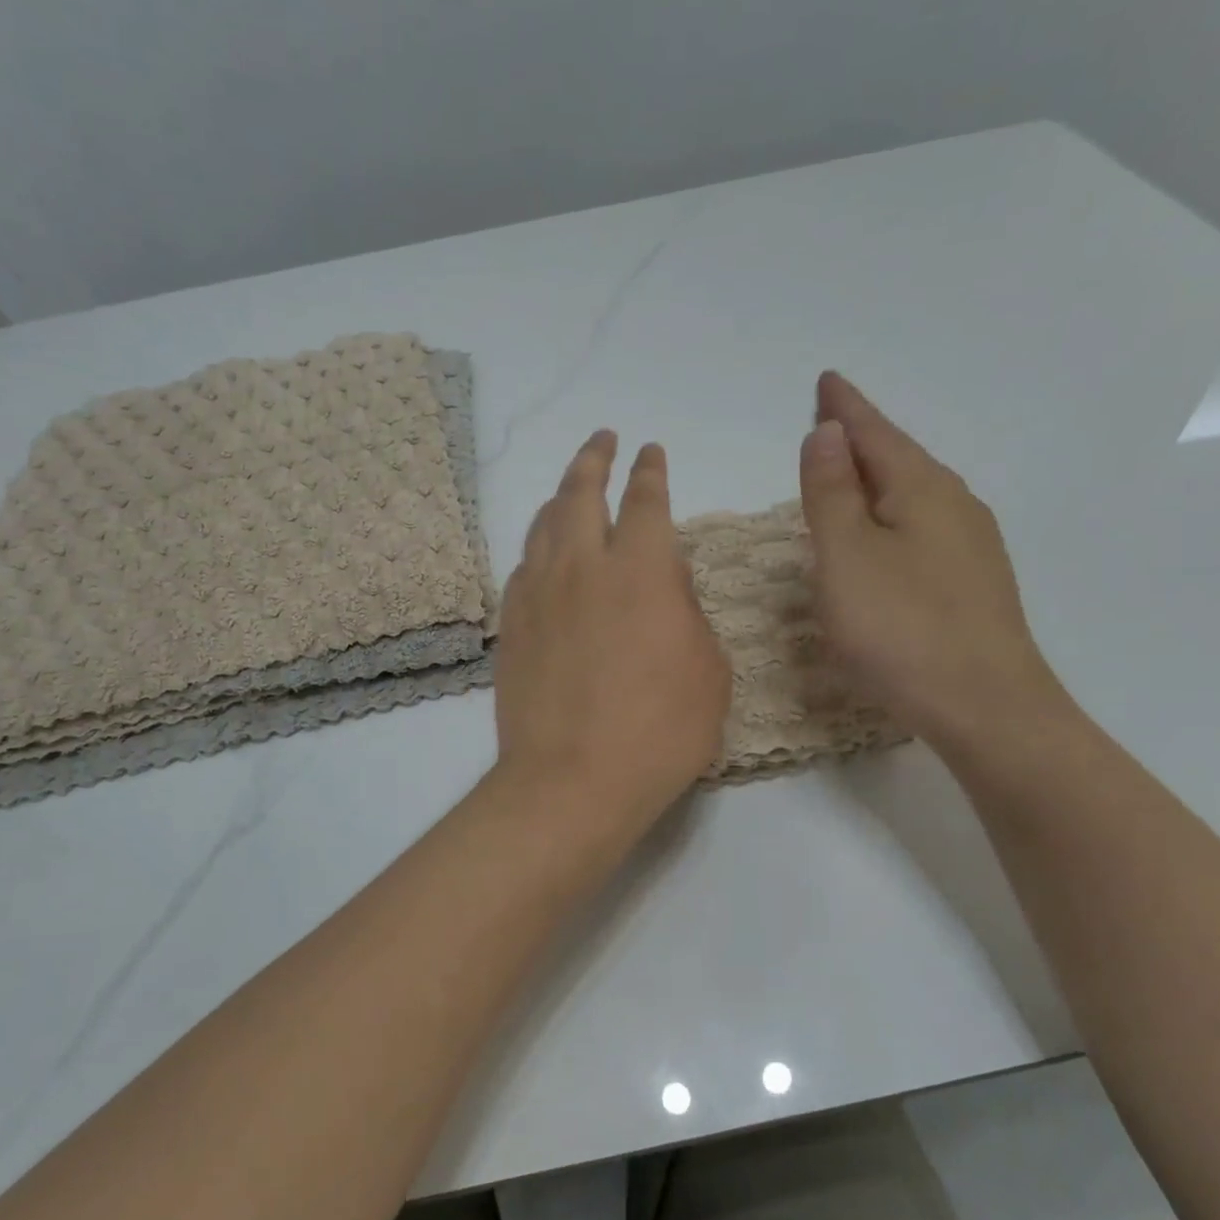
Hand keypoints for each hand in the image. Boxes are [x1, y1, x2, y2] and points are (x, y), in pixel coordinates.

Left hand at [494, 430, 731, 835]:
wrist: (572, 780)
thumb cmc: (660, 731)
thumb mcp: (707, 669)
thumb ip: (688, 613)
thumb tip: (666, 583)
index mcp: (642, 570)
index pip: (646, 500)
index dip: (649, 471)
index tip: (649, 451)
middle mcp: (584, 566)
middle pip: (582, 493)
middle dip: (595, 459)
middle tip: (602, 439)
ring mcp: (538, 594)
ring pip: (544, 524)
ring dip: (560, 495)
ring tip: (570, 486)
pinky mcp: (512, 625)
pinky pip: (522, 566)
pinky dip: (537, 546)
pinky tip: (542, 552)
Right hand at [799, 372, 1065, 746]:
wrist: (987, 707)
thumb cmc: (902, 628)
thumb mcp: (846, 556)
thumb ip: (831, 492)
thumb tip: (827, 432)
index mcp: (923, 489)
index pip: (874, 434)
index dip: (845, 409)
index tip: (827, 381)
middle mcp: (955, 506)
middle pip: (900, 458)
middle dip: (862, 438)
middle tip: (829, 421)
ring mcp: (971, 546)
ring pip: (914, 494)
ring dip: (878, 477)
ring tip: (850, 472)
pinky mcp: (973, 583)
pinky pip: (923, 527)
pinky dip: (892, 514)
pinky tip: (885, 535)